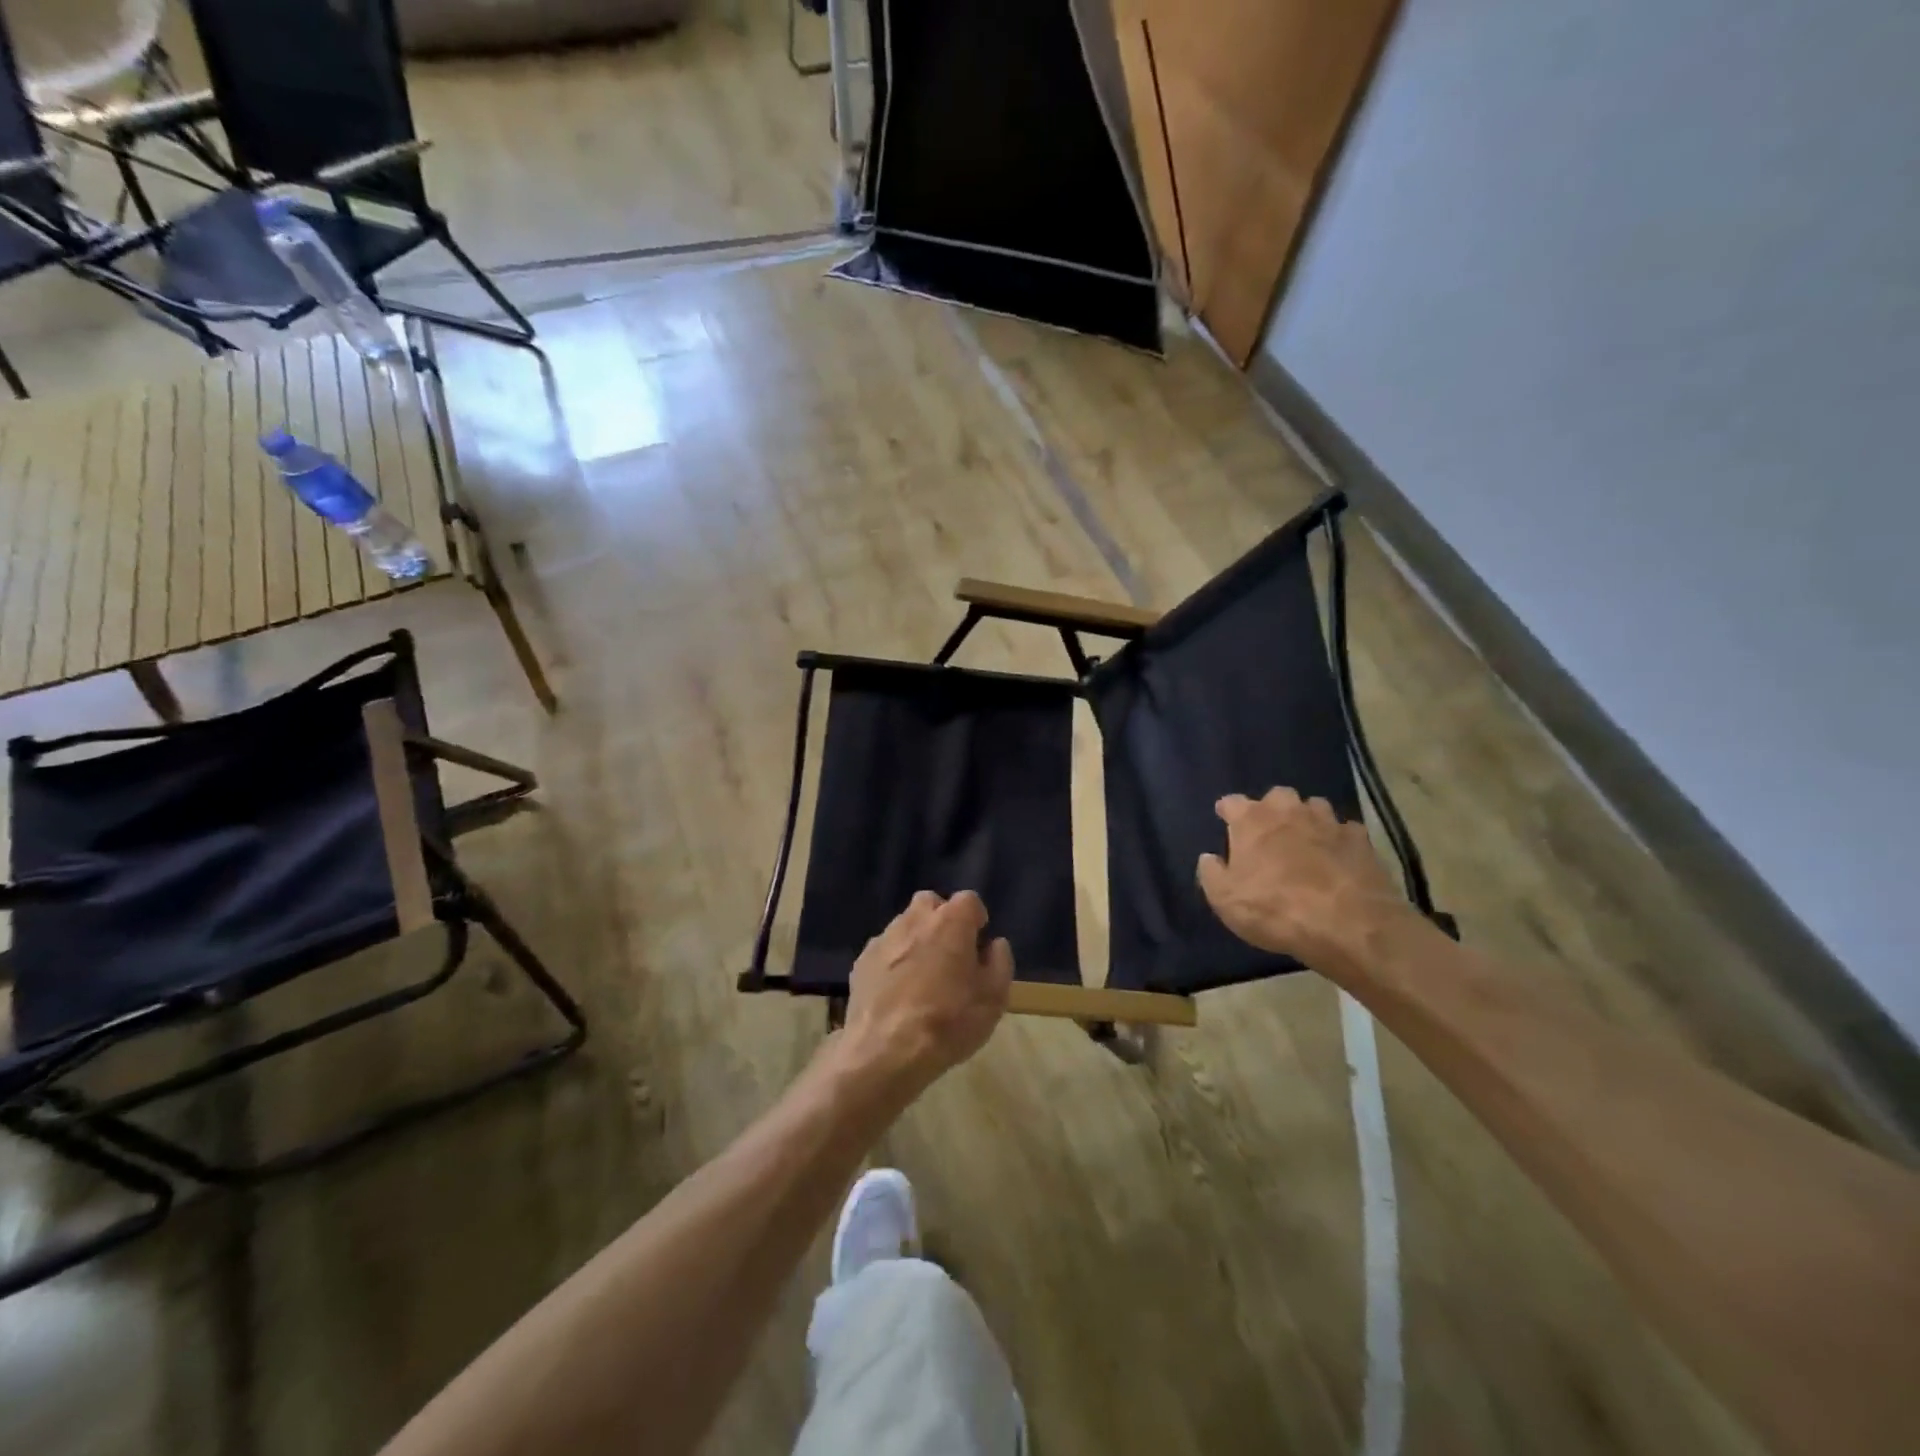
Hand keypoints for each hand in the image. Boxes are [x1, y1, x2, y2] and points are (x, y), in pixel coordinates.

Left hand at [839, 890, 1013, 1102]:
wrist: (884, 1051)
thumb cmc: (948, 1022)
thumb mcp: (994, 999)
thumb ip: (999, 962)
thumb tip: (994, 944)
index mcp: (951, 922)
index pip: (969, 900)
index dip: (976, 920)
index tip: (979, 946)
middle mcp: (915, 919)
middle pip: (931, 904)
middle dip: (942, 920)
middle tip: (950, 955)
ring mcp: (884, 938)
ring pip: (905, 925)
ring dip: (916, 940)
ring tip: (922, 977)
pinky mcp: (862, 960)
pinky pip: (885, 950)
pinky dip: (894, 961)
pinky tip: (897, 992)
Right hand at [1196, 789, 1411, 968]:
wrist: (1347, 925)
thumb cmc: (1274, 909)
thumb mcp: (1224, 899)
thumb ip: (1211, 873)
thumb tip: (1209, 857)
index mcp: (1251, 820)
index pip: (1231, 802)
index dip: (1227, 811)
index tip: (1224, 820)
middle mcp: (1289, 811)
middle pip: (1277, 796)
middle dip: (1271, 809)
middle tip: (1269, 832)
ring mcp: (1328, 822)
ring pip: (1314, 807)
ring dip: (1307, 819)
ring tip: (1305, 841)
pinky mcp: (1361, 840)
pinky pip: (1346, 831)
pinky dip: (1339, 839)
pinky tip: (1339, 856)